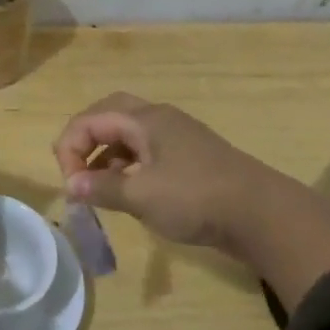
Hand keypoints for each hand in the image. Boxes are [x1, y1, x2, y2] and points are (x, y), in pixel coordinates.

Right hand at [52, 92, 329, 307]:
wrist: (260, 214)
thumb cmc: (195, 198)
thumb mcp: (141, 196)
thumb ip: (101, 188)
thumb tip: (71, 185)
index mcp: (145, 120)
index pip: (90, 120)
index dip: (70, 149)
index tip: (71, 186)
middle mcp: (159, 119)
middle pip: (109, 114)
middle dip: (85, 139)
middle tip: (75, 169)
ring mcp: (177, 137)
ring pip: (128, 134)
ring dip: (105, 154)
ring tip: (97, 186)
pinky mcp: (188, 157)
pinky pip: (145, 151)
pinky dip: (126, 165)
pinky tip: (127, 190)